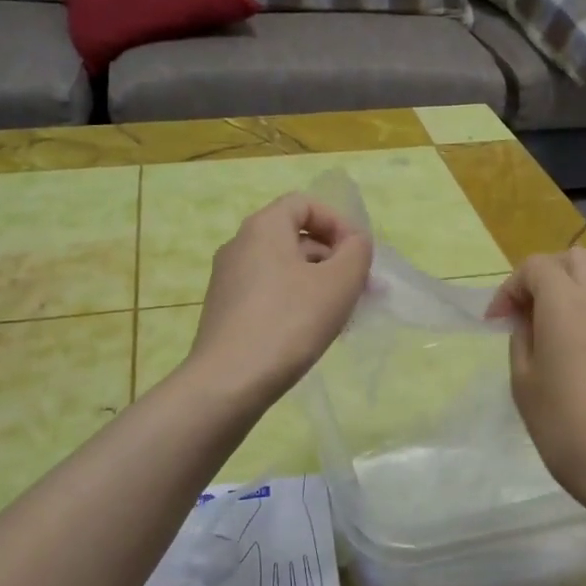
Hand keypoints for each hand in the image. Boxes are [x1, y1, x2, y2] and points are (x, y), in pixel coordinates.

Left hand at [187, 193, 371, 408]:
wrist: (229, 382)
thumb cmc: (289, 322)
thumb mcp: (339, 283)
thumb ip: (356, 252)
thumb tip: (354, 243)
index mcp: (263, 227)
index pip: (305, 204)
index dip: (338, 222)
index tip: (358, 255)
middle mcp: (239, 245)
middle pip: (295, 237)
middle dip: (333, 258)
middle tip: (360, 290)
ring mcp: (228, 280)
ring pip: (284, 269)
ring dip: (318, 284)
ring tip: (342, 317)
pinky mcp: (225, 311)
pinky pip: (269, 293)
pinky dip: (295, 303)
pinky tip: (312, 334)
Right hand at [485, 248, 585, 533]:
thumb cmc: (569, 428)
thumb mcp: (525, 386)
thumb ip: (522, 343)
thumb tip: (528, 325)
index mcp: (566, 305)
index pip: (536, 266)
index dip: (510, 288)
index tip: (498, 323)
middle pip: (575, 260)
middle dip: (546, 276)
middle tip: (528, 313)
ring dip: (573, 295)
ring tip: (555, 335)